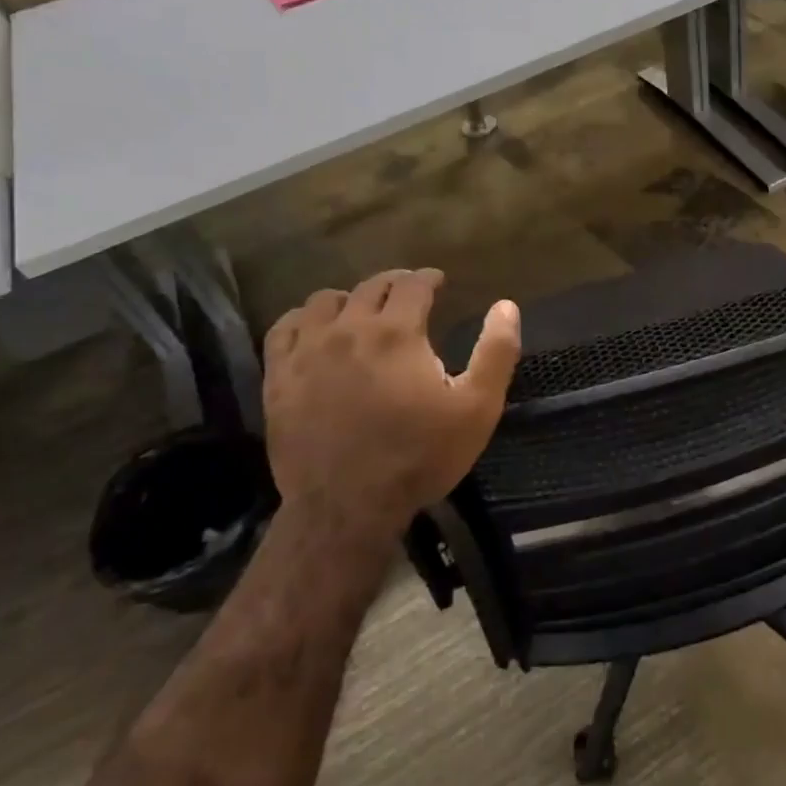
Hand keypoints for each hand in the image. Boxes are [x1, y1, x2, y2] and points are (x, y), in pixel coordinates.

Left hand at [261, 269, 520, 547]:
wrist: (347, 507)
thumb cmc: (420, 456)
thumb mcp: (477, 408)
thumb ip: (496, 352)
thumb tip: (506, 306)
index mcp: (397, 332)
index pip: (412, 284)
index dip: (428, 278)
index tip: (438, 281)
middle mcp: (349, 329)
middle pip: (371, 287)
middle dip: (395, 284)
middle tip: (408, 293)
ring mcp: (307, 351)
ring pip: (325, 301)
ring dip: (350, 299)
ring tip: (362, 311)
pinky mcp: (279, 377)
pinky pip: (284, 328)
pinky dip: (304, 319)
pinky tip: (315, 330)